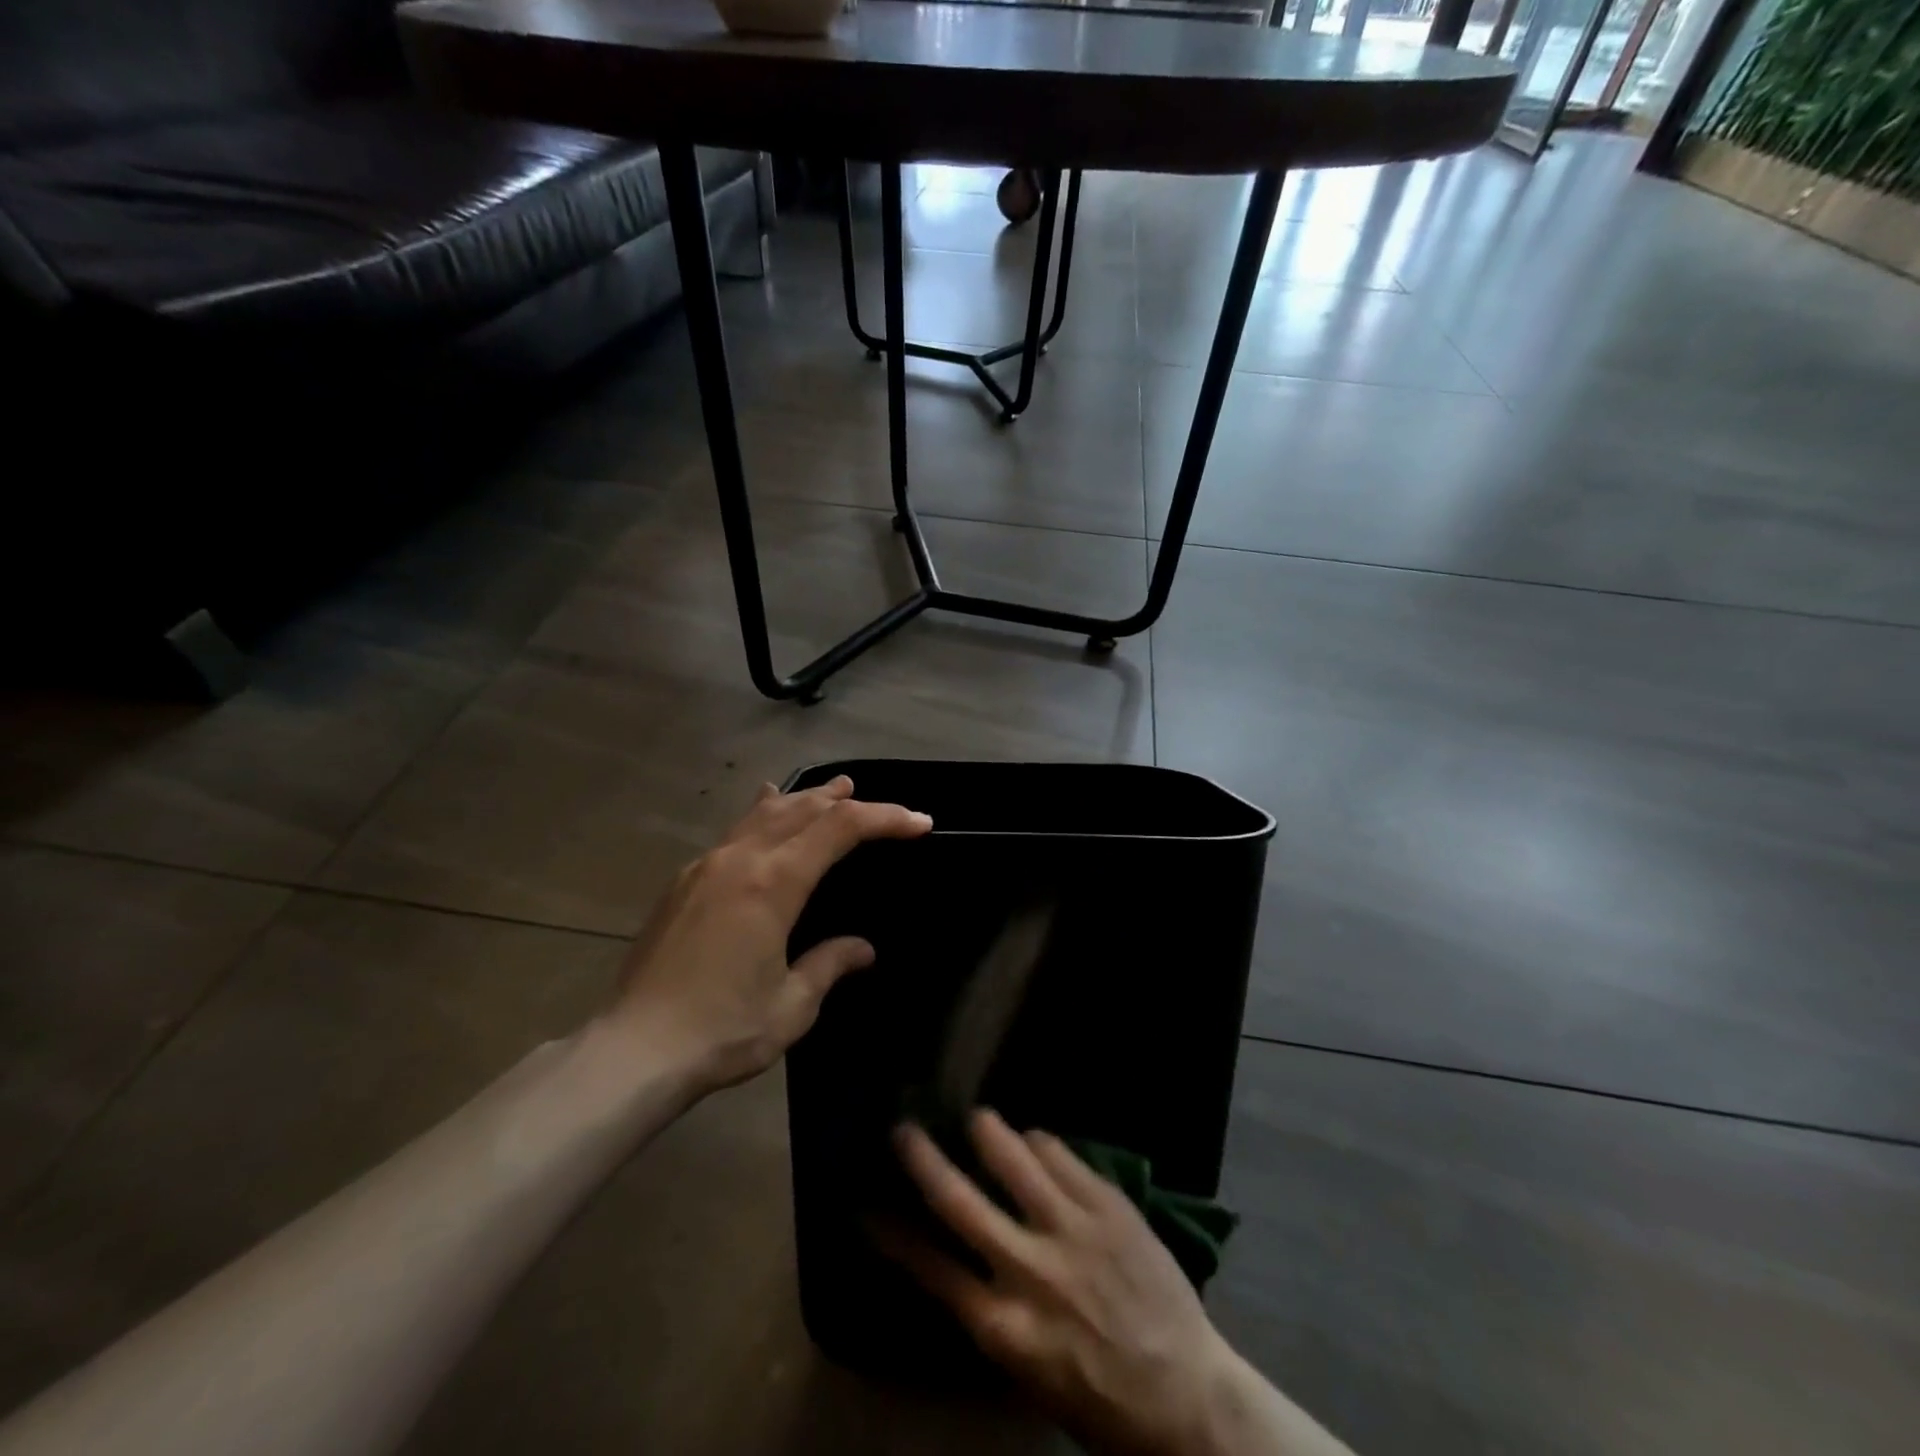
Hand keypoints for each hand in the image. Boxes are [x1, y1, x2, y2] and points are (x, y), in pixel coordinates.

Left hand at [601, 776, 930, 1092]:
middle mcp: (740, 860)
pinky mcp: (683, 883)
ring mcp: (706, 866)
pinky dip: (762, 815)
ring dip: (803, 798)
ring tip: (830, 789)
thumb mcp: (792, 1005)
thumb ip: (830, 964)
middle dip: (845, 800)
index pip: (840, 828)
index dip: (885, 818)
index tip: (919, 823)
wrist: (633, 1050)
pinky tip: (764, 810)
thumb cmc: (722, 1030)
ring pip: (764, 813)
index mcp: (773, 883)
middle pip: (802, 809)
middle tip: (876, 800)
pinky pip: (733, 832)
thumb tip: (862, 949)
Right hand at [883, 1110, 1243, 1455]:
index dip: (893, 1235)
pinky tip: (1034, 1139)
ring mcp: (1073, 1230)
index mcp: (1006, 1327)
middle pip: (960, 1201)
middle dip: (924, 1160)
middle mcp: (1031, 1271)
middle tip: (903, 1129)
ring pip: (1014, 1158)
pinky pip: (1062, 1154)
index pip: (932, 1269)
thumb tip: (956, 1257)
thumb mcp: (1029, 1370)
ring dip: (988, 1131)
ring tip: (977, 1117)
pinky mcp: (1109, 1205)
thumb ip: (991, 1310)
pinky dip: (1040, 1142)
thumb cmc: (1100, 1396)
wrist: (1187, 1396)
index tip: (866, 1205)